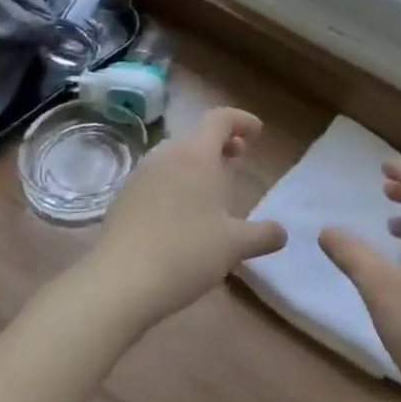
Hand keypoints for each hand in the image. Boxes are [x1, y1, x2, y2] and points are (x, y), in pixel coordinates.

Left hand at [84, 107, 285, 328]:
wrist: (118, 283)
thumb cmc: (185, 253)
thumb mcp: (234, 246)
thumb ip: (262, 235)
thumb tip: (282, 233)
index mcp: (196, 155)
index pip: (221, 119)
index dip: (242, 120)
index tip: (257, 133)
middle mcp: (167, 155)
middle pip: (198, 136)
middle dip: (221, 143)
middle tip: (239, 157)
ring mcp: (141, 176)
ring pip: (176, 156)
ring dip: (198, 163)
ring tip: (212, 189)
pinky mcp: (124, 198)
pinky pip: (158, 177)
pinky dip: (177, 182)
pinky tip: (182, 214)